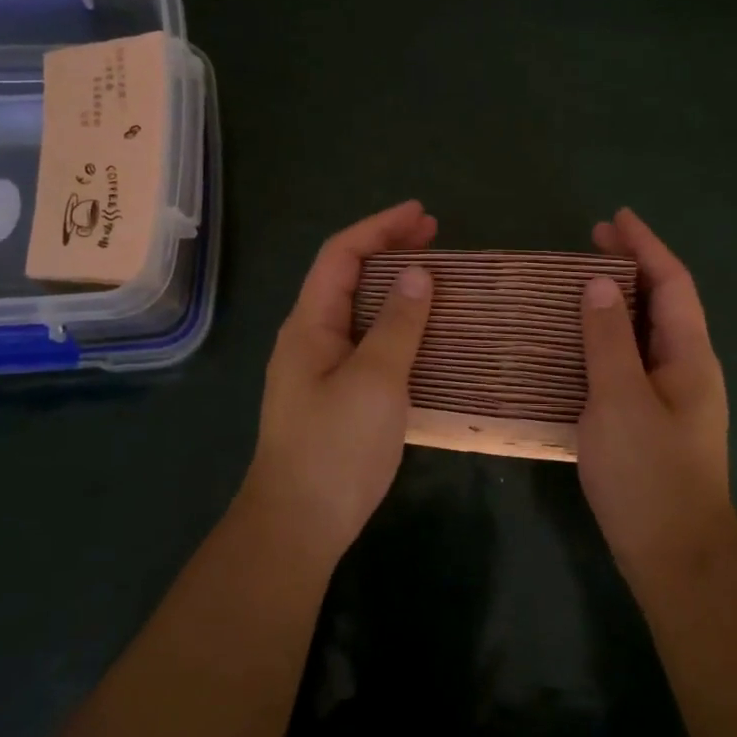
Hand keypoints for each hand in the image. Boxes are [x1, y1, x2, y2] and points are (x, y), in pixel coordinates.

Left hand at [239, 200, 436, 562]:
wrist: (300, 522)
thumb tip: (418, 273)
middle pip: (350, 277)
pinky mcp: (337, 394)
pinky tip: (424, 334)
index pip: (342, 255)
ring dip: (396, 287)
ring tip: (437, 277)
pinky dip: (398, 325)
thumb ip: (398, 324)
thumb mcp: (374, 380)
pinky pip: (369, 342)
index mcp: (310, 324)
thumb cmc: (335, 447)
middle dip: (390, 250)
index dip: (380, 228)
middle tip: (437, 237)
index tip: (422, 214)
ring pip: (360, 310)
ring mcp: (323, 368)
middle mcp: (312, 337)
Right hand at [578, 208, 736, 579]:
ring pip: (647, 333)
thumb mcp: (620, 400)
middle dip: (631, 268)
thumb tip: (598, 285)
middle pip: (663, 302)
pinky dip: (609, 341)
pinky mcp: (655, 421)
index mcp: (689, 355)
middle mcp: (688, 368)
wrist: (676, 555)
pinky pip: (632, 362)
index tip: (614, 218)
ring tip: (578, 286)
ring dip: (618, 304)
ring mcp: (674, 397)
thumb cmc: (648, 474)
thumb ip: (609, 339)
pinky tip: (579, 346)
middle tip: (588, 245)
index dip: (645, 245)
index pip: (672, 282)